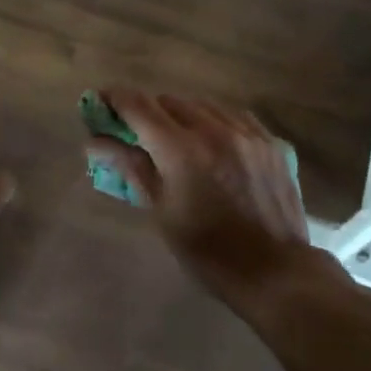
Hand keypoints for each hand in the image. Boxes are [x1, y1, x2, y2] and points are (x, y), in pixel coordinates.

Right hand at [87, 91, 317, 308]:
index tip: (100, 102)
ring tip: (175, 137)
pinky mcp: (271, 142)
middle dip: (147, 111)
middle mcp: (214, 129)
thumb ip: (130, 167)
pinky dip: (214, 121)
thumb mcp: (161, 211)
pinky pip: (233, 116)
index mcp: (181, 149)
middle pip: (169, 101)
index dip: (115, 98)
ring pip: (202, 105)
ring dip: (181, 114)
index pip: (138, 106)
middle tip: (136, 132)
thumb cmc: (207, 251)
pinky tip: (211, 140)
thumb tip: (95, 143)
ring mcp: (247, 133)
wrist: (275, 272)